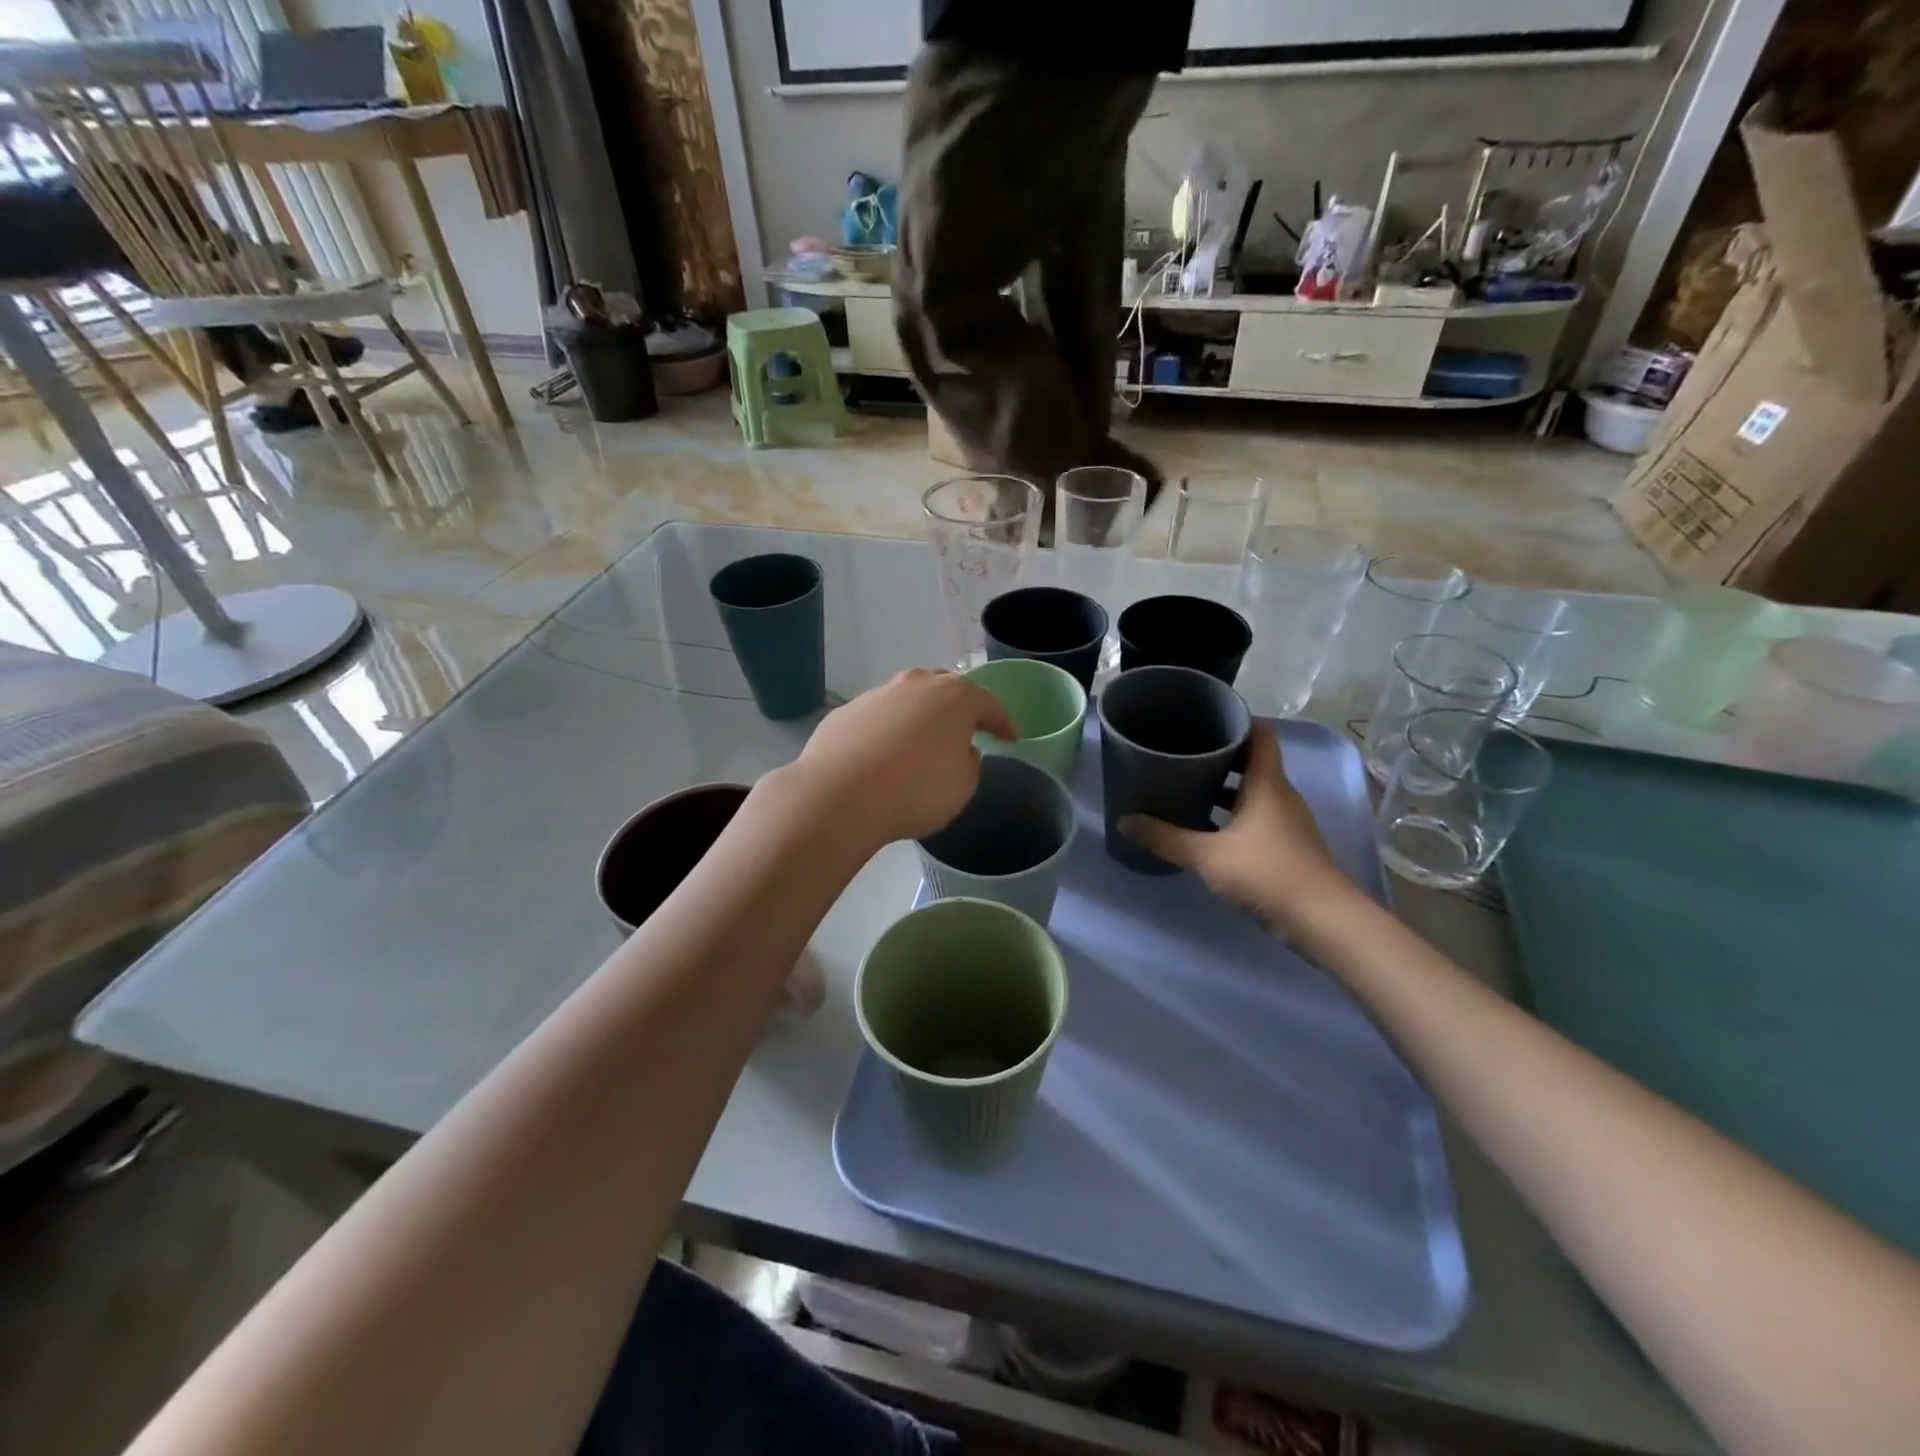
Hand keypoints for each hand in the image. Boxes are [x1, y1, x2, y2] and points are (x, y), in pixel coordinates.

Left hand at [793, 669, 1017, 846]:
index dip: (1003, 722)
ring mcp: (877, 694)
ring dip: (920, 717)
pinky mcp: (846, 712)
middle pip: (946, 689)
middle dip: (959, 707)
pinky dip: (887, 731)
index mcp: (954, 696)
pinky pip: (878, 718)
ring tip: (921, 742)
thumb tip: (959, 749)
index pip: (989, 703)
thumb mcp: (963, 785)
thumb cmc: (916, 790)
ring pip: (908, 699)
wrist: (840, 795)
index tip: (1011, 737)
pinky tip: (883, 755)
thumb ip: (969, 761)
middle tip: (966, 730)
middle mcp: (916, 684)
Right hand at [1120, 729, 1351, 927]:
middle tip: (1183, 754)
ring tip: (1187, 788)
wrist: (1320, 918)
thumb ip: (1165, 837)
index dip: (1236, 722)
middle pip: (1252, 762)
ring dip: (1224, 789)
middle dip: (1220, 757)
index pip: (1260, 735)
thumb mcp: (1207, 855)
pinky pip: (1256, 817)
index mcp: (1266, 783)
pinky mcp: (1286, 845)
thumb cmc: (1265, 872)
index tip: (1206, 720)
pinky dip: (1232, 815)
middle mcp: (1280, 795)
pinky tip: (1205, 827)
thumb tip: (1124, 821)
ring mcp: (1286, 821)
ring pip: (1253, 792)